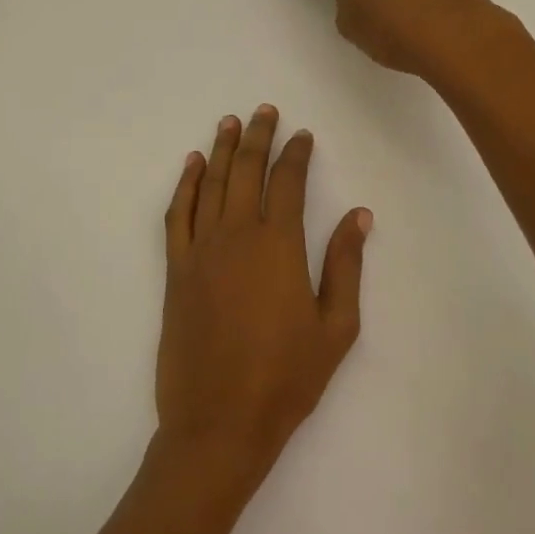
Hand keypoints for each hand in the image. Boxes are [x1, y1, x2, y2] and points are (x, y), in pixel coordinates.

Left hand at [157, 105, 371, 489]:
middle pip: (247, 171)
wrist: (218, 422)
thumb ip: (346, 265)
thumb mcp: (336, 327)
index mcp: (278, 246)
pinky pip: (178, 214)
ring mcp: (200, 250)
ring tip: (230, 122)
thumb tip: (359, 214)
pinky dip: (186, 184)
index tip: (302, 134)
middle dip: (258, 137)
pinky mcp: (176, 270)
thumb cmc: (286, 379)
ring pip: (212, 184)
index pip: (288, 182)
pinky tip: (193, 165)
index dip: (296, 153)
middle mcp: (236, 236)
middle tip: (265, 111)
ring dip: (222, 150)